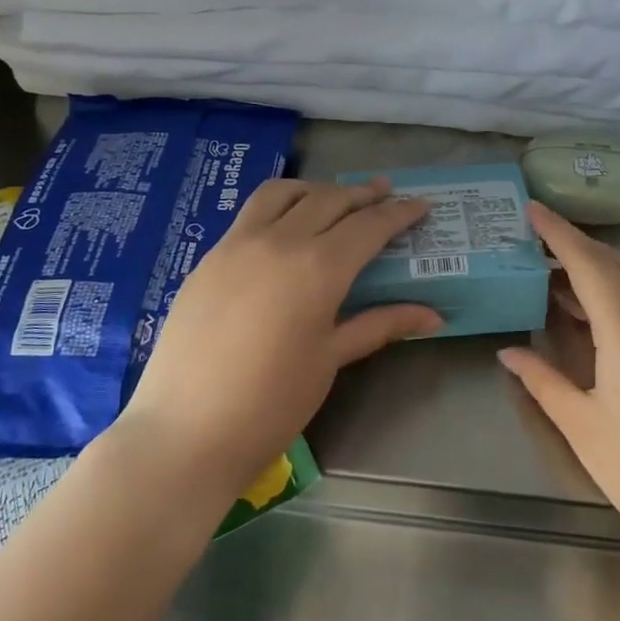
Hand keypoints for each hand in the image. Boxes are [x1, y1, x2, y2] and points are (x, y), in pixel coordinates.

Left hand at [117, 176, 440, 501]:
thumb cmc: (272, 403)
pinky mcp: (209, 257)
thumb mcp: (330, 360)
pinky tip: (286, 226)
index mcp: (318, 268)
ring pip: (283, 193)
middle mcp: (280, 241)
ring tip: (334, 198)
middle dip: (362, 194)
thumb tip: (433, 316)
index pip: (368, 226)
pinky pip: (250, 213)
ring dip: (316, 189)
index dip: (398, 213)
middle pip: (329, 200)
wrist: (186, 431)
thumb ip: (379, 325)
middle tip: (385, 194)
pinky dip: (279, 205)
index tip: (420, 204)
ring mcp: (237, 244)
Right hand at [498, 203, 619, 577]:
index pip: (590, 263)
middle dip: (577, 248)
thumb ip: (543, 381)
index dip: (559, 232)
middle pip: (618, 265)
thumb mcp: (583, 428)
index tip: (532, 209)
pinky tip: (599, 324)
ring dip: (599, 275)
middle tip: (536, 248)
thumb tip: (509, 351)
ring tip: (558, 286)